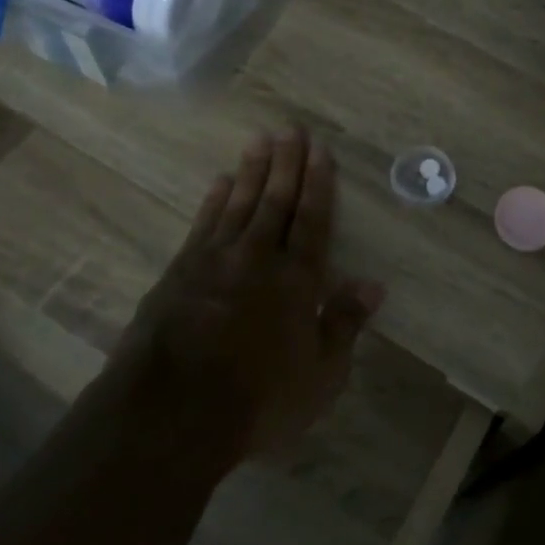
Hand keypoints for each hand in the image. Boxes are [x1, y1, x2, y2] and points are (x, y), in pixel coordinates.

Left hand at [117, 128, 383, 457]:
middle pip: (275, 202)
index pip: (312, 220)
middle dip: (286, 163)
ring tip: (260, 140)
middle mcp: (257, 259)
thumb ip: (344, 325)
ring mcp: (213, 262)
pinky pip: (203, 224)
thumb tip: (373, 285)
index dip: (318, 184)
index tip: (319, 150)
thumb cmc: (258, 401)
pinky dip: (214, 199)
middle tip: (290, 129)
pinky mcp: (179, 273)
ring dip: (252, 171)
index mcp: (296, 281)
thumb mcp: (320, 376)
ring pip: (239, 204)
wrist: (170, 415)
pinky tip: (221, 181)